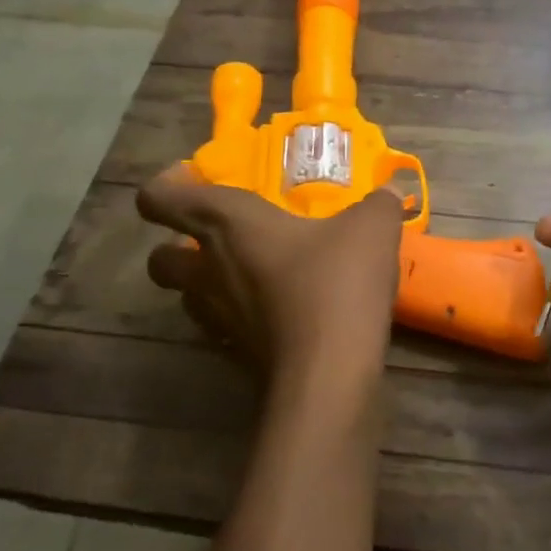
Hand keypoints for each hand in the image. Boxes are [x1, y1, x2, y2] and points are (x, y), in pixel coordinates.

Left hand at [139, 168, 403, 383]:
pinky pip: (222, 331)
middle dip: (176, 246)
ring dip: (206, 285)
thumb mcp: (373, 229)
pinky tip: (274, 316)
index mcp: (228, 223)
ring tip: (249, 277)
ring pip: (187, 298)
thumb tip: (390, 192)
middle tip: (218, 239)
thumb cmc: (337, 282)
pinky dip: (238, 321)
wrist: (329, 370)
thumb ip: (379, 204)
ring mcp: (218, 318)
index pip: (161, 198)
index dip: (167, 185)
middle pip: (160, 258)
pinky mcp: (235, 356)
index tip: (195, 180)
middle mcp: (209, 269)